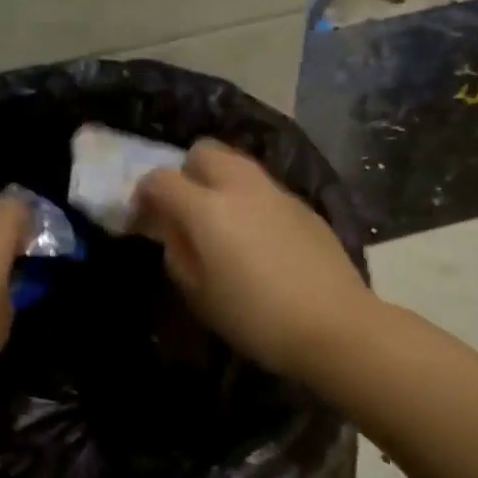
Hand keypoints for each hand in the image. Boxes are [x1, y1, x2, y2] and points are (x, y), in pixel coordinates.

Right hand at [132, 140, 373, 382]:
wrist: (335, 326)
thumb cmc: (256, 318)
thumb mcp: (199, 296)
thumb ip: (177, 254)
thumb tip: (173, 231)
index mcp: (208, 209)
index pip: (161, 180)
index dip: (143, 195)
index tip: (142, 219)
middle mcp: (242, 188)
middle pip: (204, 151)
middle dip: (185, 172)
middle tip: (184, 209)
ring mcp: (277, 193)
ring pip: (238, 164)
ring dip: (219, 181)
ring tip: (220, 221)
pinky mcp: (304, 206)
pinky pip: (264, 188)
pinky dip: (249, 199)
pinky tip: (257, 237)